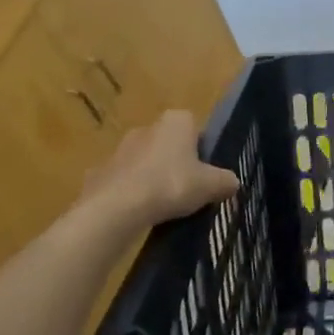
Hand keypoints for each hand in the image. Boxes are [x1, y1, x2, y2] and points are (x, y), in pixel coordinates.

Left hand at [76, 110, 237, 233]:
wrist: (116, 208)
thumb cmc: (171, 184)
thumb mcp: (211, 185)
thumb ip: (225, 181)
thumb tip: (233, 182)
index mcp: (176, 121)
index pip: (195, 128)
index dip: (202, 150)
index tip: (205, 173)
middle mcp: (147, 127)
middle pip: (169, 144)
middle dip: (176, 162)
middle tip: (187, 189)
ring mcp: (120, 149)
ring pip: (145, 162)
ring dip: (152, 177)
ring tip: (162, 205)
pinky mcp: (100, 172)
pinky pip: (123, 180)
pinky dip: (131, 193)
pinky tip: (138, 212)